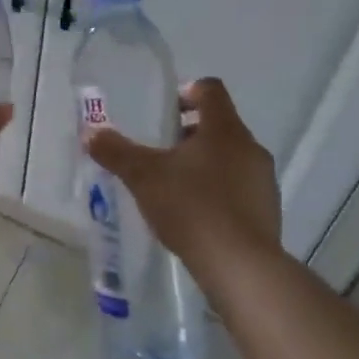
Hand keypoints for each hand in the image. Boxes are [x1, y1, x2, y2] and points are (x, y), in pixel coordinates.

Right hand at [82, 78, 282, 270]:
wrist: (241, 268)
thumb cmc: (192, 206)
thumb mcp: (143, 176)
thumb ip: (116, 152)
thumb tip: (91, 133)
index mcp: (224, 128)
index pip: (211, 90)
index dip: (187, 92)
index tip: (165, 110)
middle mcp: (250, 147)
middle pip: (220, 125)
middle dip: (190, 133)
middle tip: (160, 151)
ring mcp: (264, 181)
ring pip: (231, 158)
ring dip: (205, 163)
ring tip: (174, 186)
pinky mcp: (268, 213)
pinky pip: (240, 189)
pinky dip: (218, 192)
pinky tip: (195, 215)